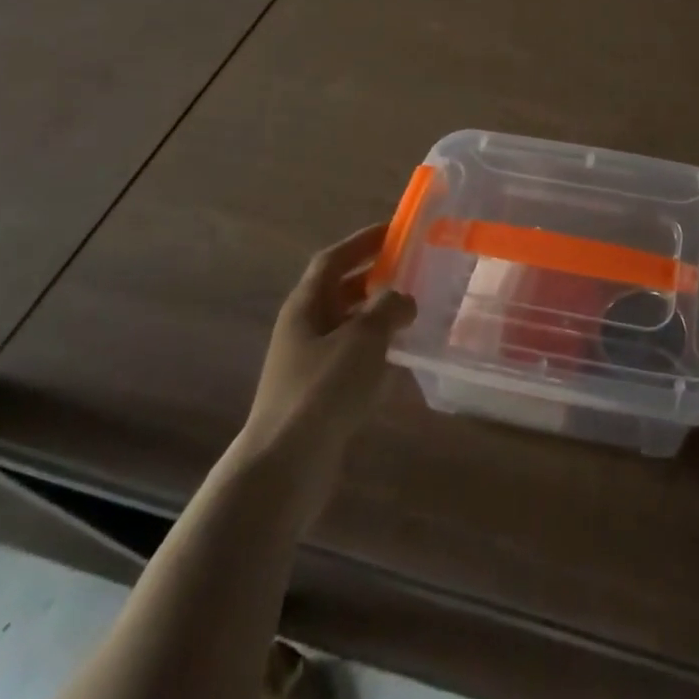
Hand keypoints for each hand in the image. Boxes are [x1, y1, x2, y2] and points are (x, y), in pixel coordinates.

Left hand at [246, 224, 416, 453]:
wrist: (284, 467)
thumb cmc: (322, 390)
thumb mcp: (363, 338)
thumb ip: (388, 308)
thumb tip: (404, 298)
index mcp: (306, 306)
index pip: (332, 260)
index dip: (361, 242)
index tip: (393, 231)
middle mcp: (303, 329)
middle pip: (339, 291)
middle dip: (373, 277)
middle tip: (411, 270)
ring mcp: (308, 364)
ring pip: (347, 326)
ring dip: (377, 316)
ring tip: (413, 311)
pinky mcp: (319, 396)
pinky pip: (351, 359)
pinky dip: (375, 351)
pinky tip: (400, 360)